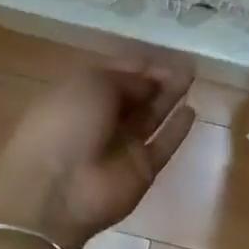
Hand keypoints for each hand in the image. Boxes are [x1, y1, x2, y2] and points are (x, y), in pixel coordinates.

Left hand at [0, 59, 196, 248]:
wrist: (56, 191)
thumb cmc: (66, 125)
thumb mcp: (91, 85)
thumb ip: (127, 79)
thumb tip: (152, 81)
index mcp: (79, 96)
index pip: (114, 75)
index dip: (138, 65)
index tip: (163, 56)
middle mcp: (101, 120)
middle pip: (135, 95)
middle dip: (158, 79)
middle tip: (186, 65)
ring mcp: (122, 146)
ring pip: (151, 116)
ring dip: (170, 97)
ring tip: (192, 77)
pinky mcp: (141, 170)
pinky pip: (163, 145)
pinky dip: (176, 130)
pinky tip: (191, 111)